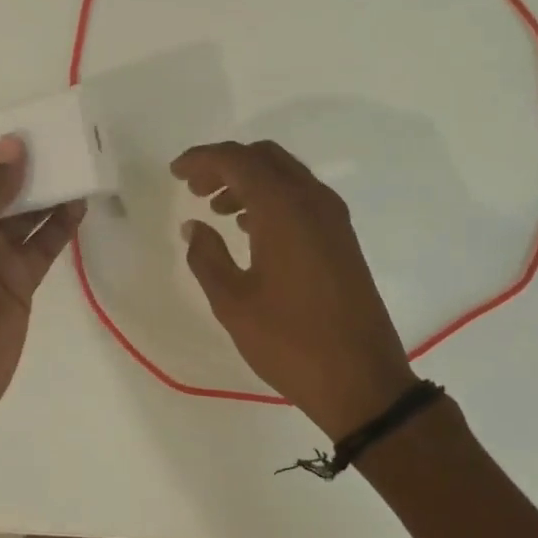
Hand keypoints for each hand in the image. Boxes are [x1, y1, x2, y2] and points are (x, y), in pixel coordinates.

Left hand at [0, 136, 85, 449]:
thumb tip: (15, 143)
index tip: (30, 124)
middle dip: (28, 166)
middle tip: (66, 137)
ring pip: (26, 215)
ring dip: (49, 193)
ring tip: (80, 163)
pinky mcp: (19, 283)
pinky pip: (43, 246)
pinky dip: (61, 226)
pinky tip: (81, 204)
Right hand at [172, 140, 416, 439]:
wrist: (362, 380)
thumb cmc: (290, 341)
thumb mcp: (234, 302)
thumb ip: (207, 256)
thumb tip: (194, 226)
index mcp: (284, 208)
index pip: (237, 160)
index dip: (202, 159)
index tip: (176, 173)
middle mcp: (312, 200)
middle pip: (264, 157)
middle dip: (226, 164)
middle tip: (195, 189)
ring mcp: (333, 218)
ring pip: (285, 175)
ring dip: (249, 181)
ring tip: (217, 210)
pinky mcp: (342, 237)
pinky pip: (302, 197)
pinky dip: (272, 198)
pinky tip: (250, 228)